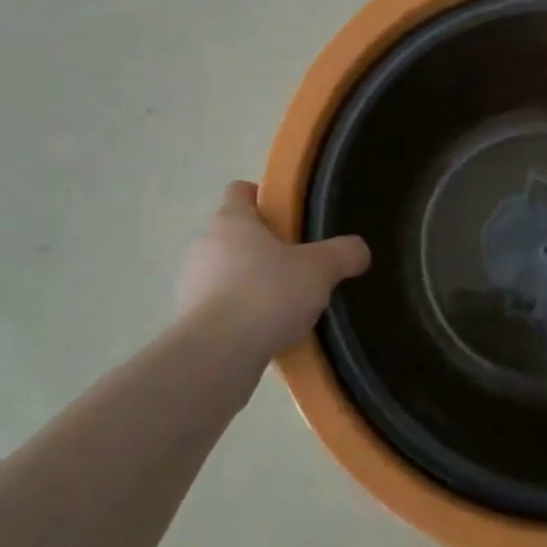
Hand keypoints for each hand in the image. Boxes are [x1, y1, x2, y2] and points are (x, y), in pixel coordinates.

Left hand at [175, 182, 370, 369]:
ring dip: (249, 284)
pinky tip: (264, 333)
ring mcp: (189, 284)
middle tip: (296, 265)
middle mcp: (204, 245)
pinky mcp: (187, 321)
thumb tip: (359, 250)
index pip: (240, 191)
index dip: (263, 198)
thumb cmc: (267, 294)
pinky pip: (218, 309)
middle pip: (234, 234)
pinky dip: (238, 316)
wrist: (216, 355)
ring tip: (282, 305)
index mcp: (231, 220)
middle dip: (262, 247)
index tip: (288, 217)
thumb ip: (343, 253)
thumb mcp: (320, 269)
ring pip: (224, 273)